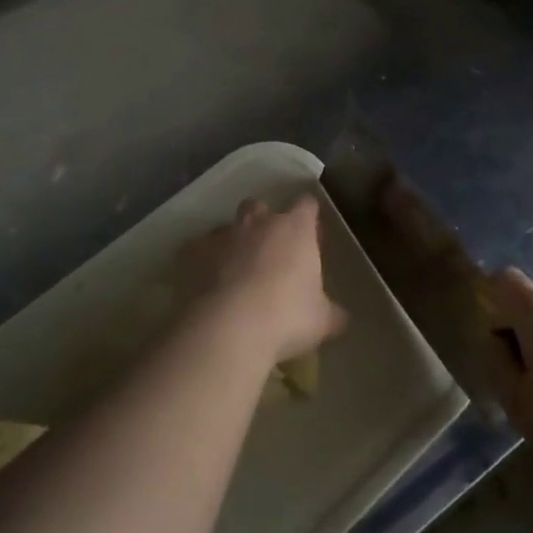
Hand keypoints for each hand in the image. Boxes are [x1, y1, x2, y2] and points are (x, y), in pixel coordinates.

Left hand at [182, 197, 347, 364]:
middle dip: (264, 222)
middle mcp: (258, 222)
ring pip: (227, 226)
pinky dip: (202, 260)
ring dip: (233, 241)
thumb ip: (331, 313)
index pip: (306, 205)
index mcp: (295, 229)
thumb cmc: (286, 317)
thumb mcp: (321, 320)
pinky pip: (197, 249)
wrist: (228, 328)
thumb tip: (340, 317)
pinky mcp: (192, 253)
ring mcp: (222, 235)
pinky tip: (206, 283)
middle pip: (261, 206)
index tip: (311, 237)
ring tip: (235, 271)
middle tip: (270, 252)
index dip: (308, 218)